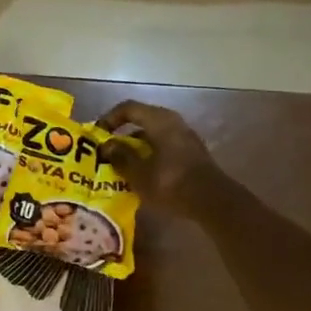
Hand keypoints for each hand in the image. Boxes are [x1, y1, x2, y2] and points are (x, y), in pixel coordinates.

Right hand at [97, 100, 219, 213]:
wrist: (212, 202)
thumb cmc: (170, 182)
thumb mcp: (138, 172)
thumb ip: (120, 156)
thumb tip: (107, 145)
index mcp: (159, 121)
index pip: (128, 108)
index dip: (109, 118)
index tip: (97, 135)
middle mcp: (173, 123)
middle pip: (141, 121)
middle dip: (122, 136)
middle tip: (107, 151)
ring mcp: (185, 138)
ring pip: (153, 136)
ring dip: (136, 148)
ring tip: (121, 166)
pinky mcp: (192, 154)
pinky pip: (164, 148)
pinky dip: (150, 156)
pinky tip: (142, 175)